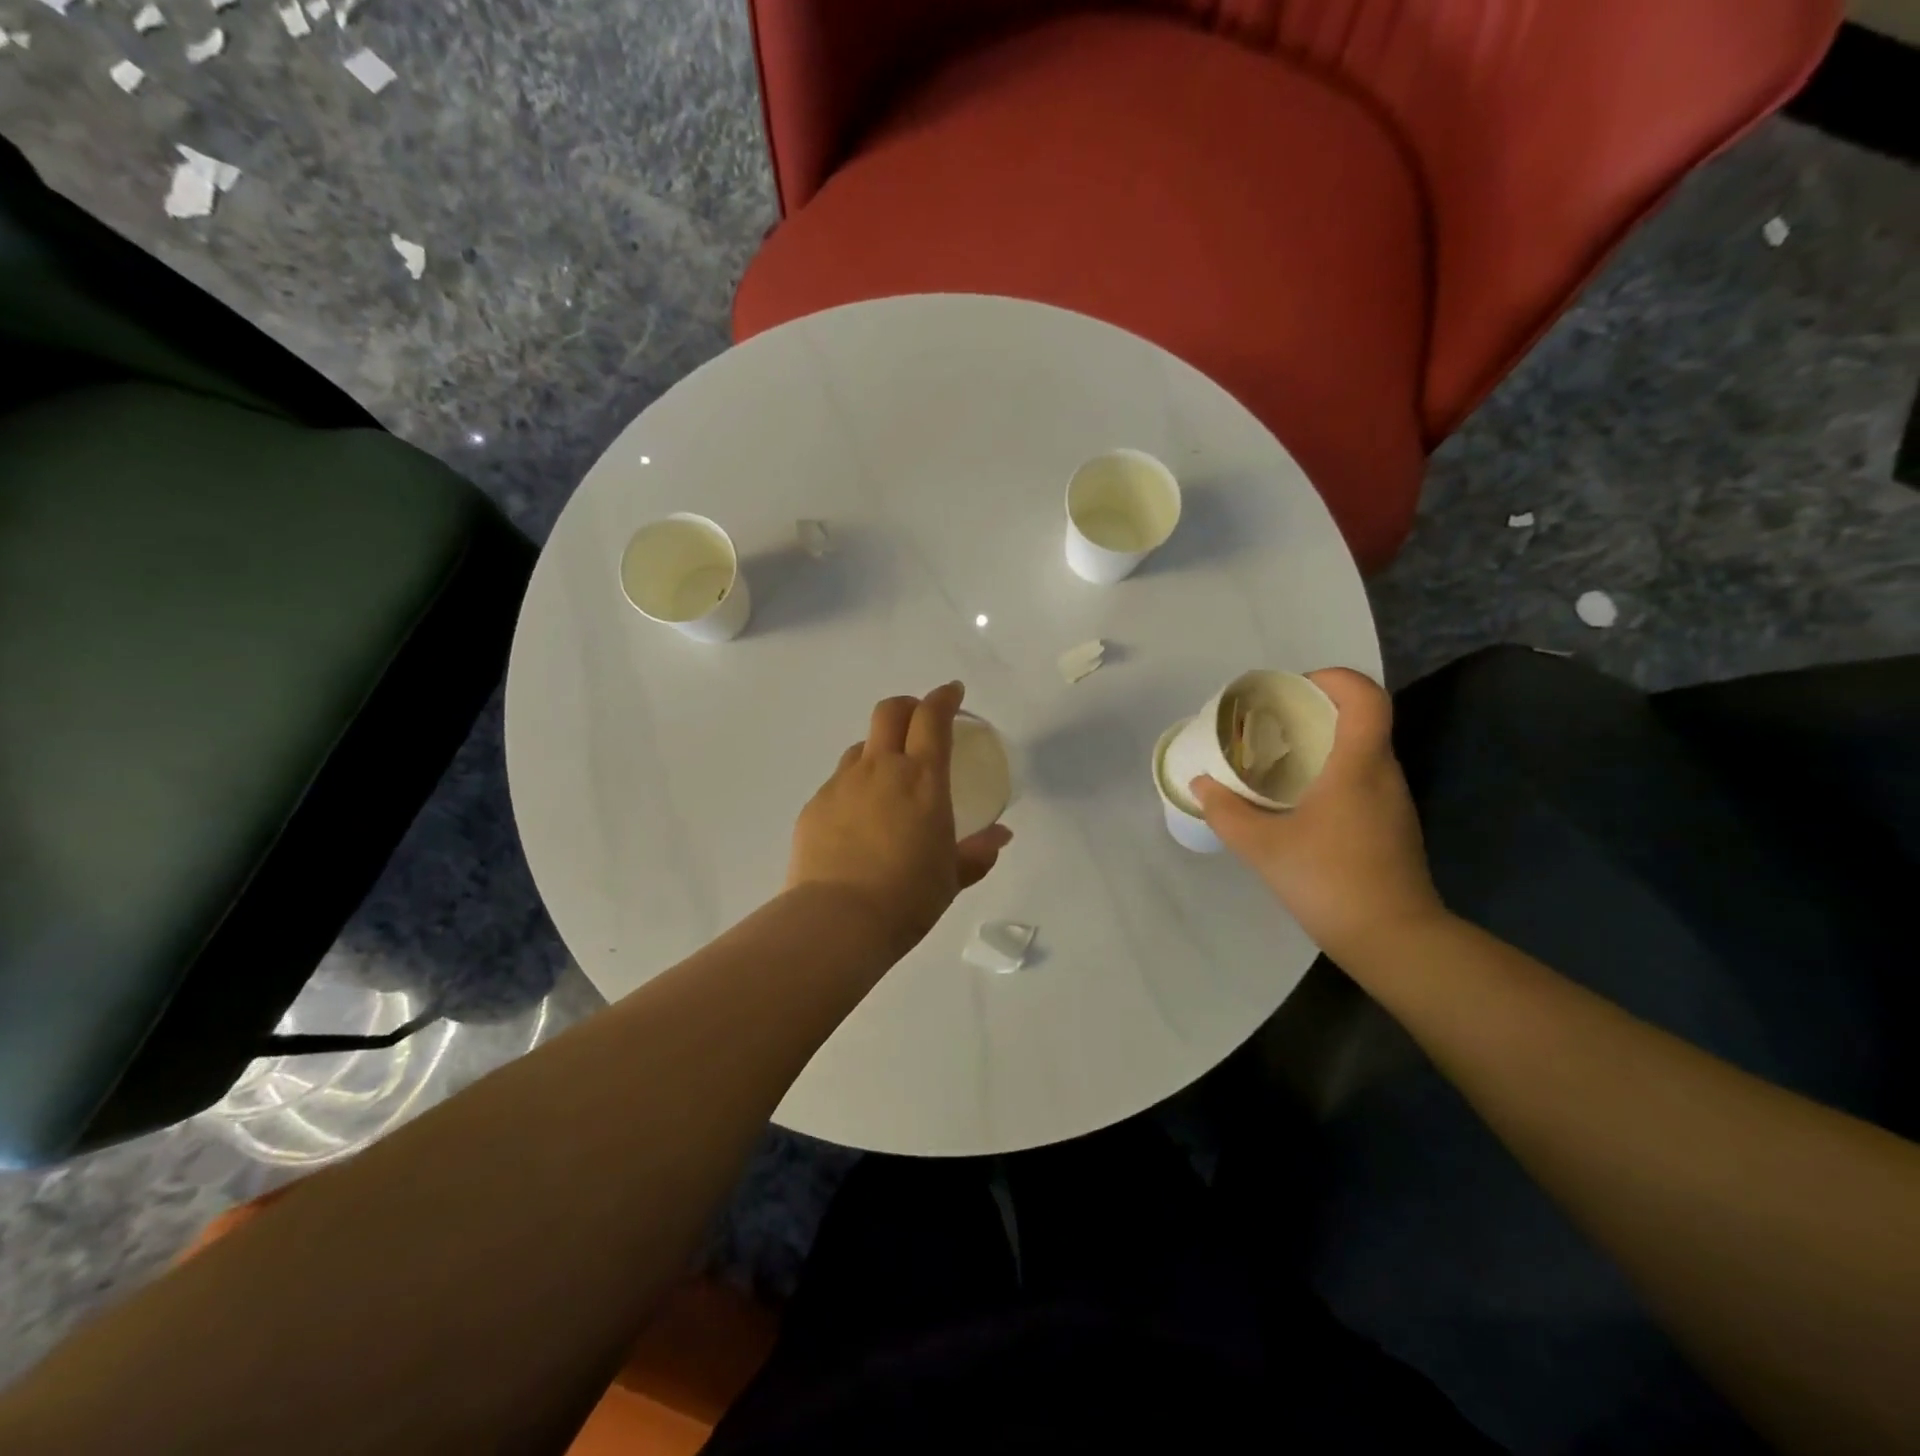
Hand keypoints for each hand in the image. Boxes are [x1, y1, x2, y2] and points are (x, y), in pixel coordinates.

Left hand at [787, 682, 1011, 958]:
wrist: (838, 920)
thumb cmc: (908, 897)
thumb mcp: (952, 877)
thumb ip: (977, 852)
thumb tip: (1000, 837)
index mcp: (922, 778)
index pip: (932, 717)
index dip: (944, 697)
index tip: (953, 693)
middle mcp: (880, 769)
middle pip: (890, 712)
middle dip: (908, 706)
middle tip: (920, 720)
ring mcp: (842, 784)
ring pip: (861, 747)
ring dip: (879, 749)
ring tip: (888, 779)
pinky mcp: (815, 806)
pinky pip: (839, 783)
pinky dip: (855, 787)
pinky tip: (859, 820)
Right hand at [1192, 668, 1446, 963]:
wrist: (1393, 939)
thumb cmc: (1329, 881)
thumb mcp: (1262, 846)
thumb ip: (1226, 812)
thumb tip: (1202, 784)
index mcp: (1358, 765)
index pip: (1364, 696)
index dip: (1333, 678)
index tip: (1293, 688)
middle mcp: (1383, 774)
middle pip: (1361, 719)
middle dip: (1317, 711)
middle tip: (1272, 723)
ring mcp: (1393, 802)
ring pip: (1362, 752)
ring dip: (1324, 745)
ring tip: (1278, 760)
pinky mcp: (1392, 826)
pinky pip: (1362, 780)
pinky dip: (1332, 774)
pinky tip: (1300, 802)